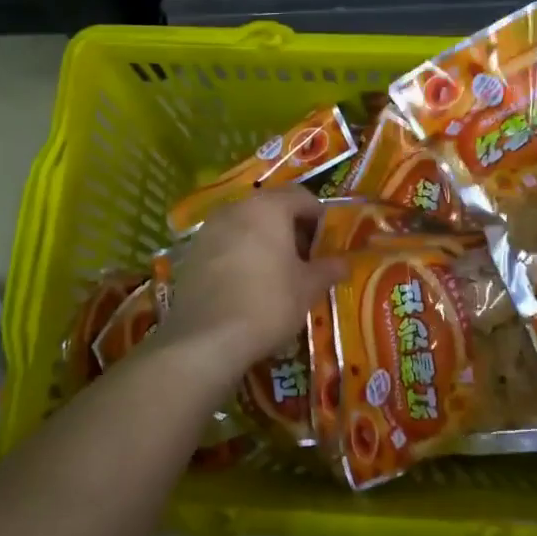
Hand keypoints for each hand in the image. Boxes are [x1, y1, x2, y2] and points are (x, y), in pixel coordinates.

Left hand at [160, 189, 346, 373]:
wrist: (206, 338)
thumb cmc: (268, 303)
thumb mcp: (307, 288)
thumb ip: (328, 269)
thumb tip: (344, 263)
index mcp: (269, 208)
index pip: (302, 197)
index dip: (319, 217)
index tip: (328, 243)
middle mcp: (236, 208)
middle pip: (271, 207)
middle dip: (291, 227)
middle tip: (305, 258)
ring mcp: (209, 228)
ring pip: (246, 224)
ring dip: (264, 239)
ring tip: (277, 271)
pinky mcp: (192, 252)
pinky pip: (225, 242)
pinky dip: (241, 253)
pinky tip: (248, 282)